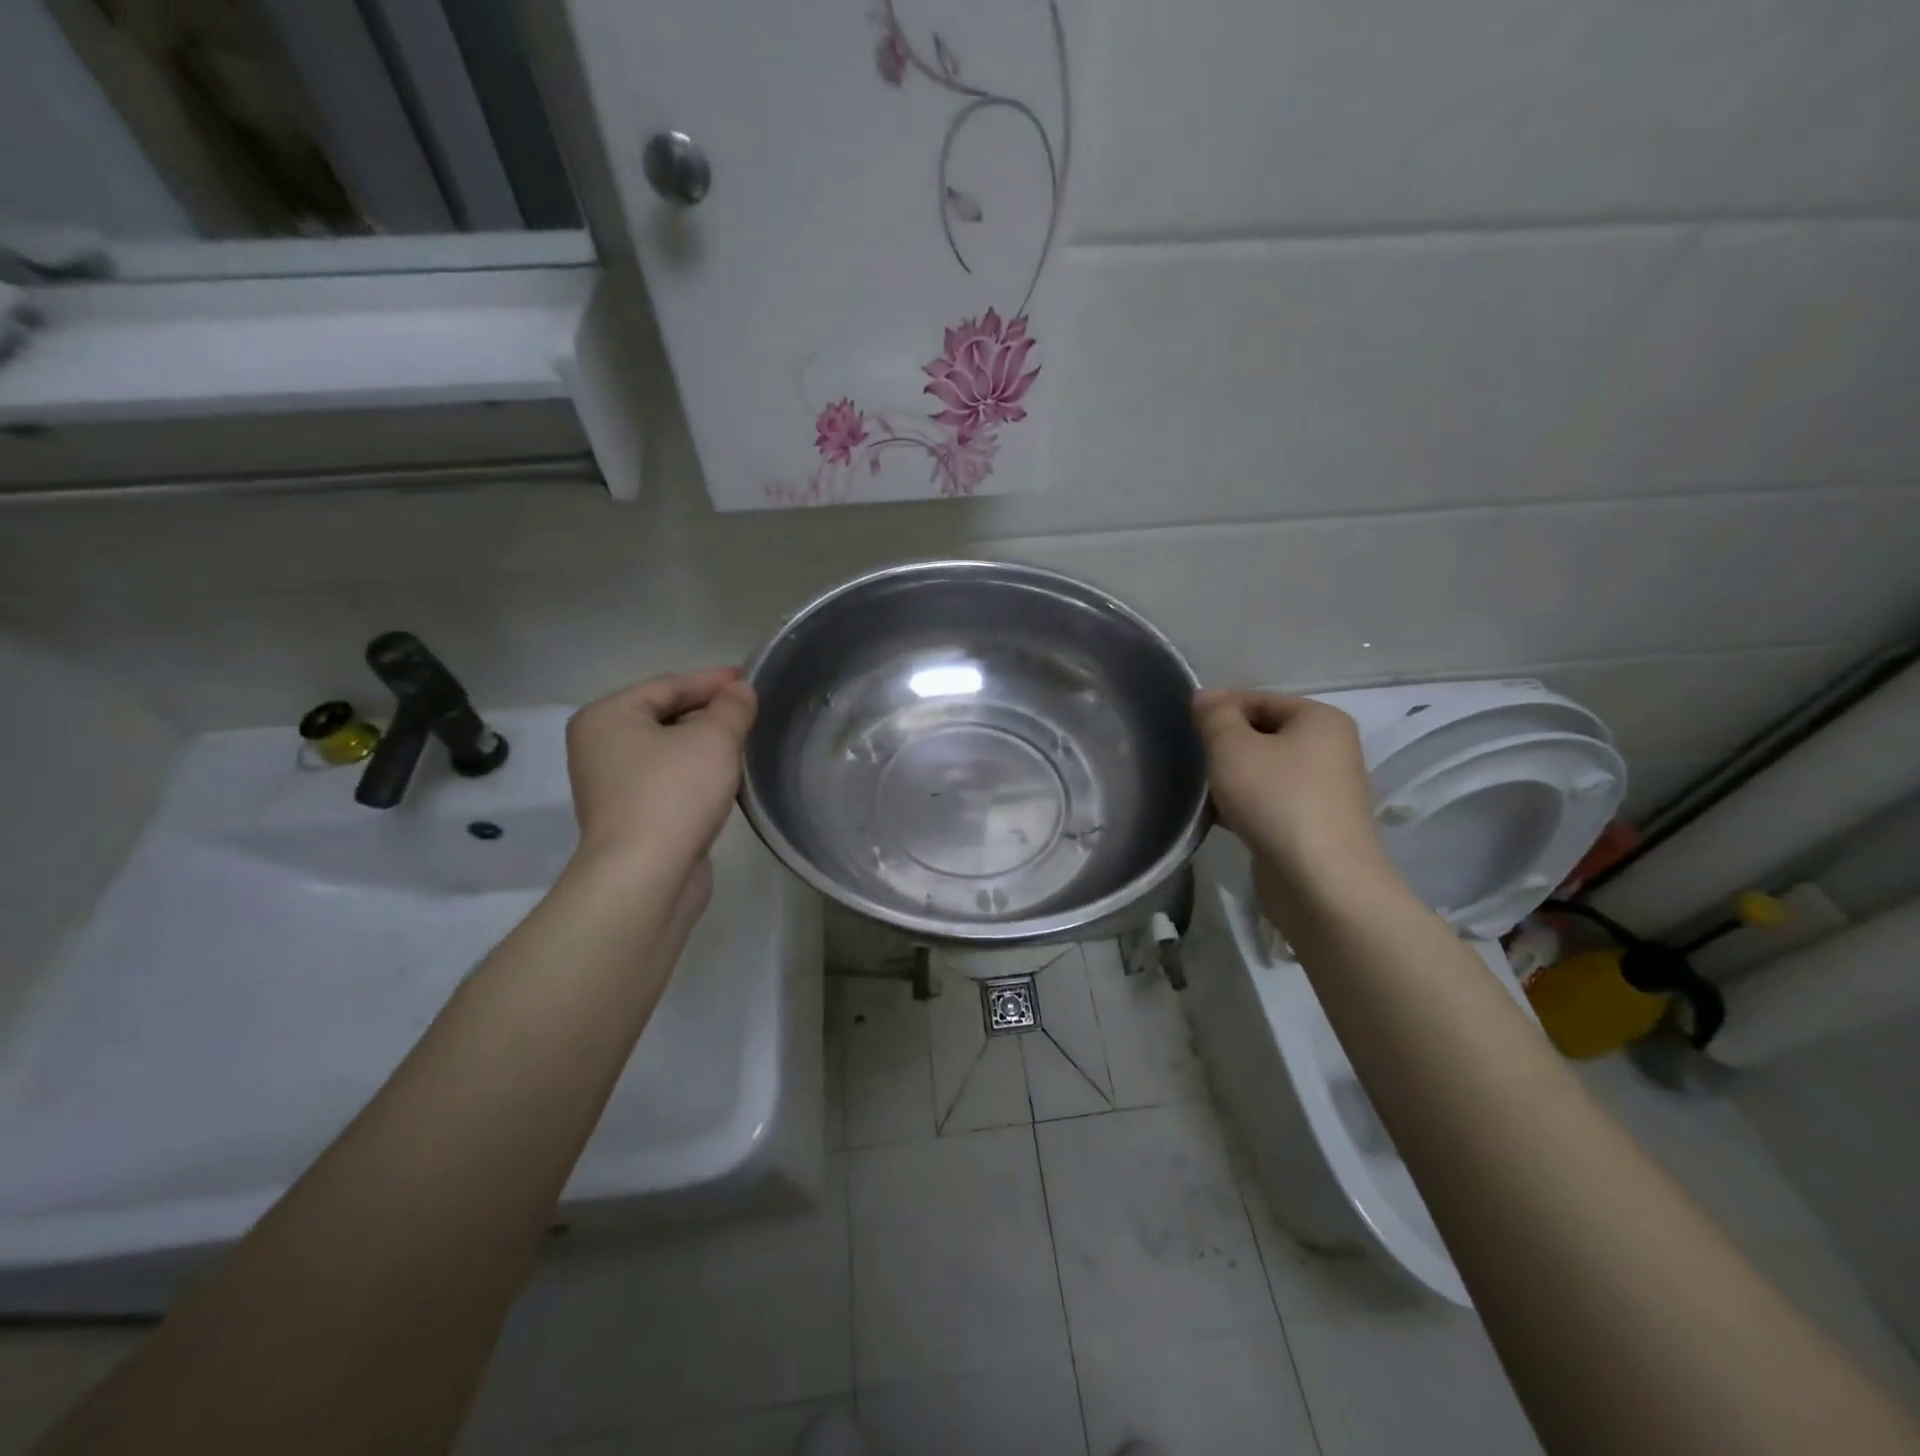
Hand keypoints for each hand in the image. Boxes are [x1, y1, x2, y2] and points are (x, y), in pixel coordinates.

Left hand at [565, 668, 757, 875]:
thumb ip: (732, 708)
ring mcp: (613, 786)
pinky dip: (697, 775)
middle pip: (665, 717)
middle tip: (753, 712)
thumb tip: (741, 691)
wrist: (645, 877)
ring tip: (747, 742)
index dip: (712, 681)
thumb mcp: (713, 739)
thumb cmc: (673, 793)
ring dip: (706, 746)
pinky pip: (670, 782)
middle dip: (710, 713)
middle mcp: (601, 747)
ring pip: (669, 752)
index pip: (668, 685)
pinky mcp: (632, 818)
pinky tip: (727, 779)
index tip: (749, 680)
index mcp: (607, 717)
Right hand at [1193, 690, 1393, 922]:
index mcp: (1320, 720)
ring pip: (1263, 772)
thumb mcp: (1232, 747)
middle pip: (1262, 735)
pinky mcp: (1311, 827)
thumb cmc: (1276, 800)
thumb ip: (1215, 716)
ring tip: (1197, 791)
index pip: (1259, 699)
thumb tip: (1205, 697)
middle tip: (1188, 759)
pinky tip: (1214, 818)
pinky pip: (1269, 803)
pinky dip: (1242, 806)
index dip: (1219, 708)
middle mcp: (1329, 750)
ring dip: (1230, 779)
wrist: (1320, 882)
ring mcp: (1323, 792)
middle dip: (1223, 746)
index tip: (1184, 726)